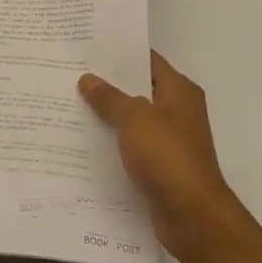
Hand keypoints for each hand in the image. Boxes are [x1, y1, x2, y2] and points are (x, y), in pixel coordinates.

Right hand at [79, 51, 246, 262]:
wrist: (192, 215)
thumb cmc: (167, 156)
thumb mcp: (135, 119)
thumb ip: (110, 98)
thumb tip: (87, 79)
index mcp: (179, 91)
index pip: (148, 60)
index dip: (120, 52)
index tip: (89, 47)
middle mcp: (177, 111)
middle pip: (138, 90)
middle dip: (107, 84)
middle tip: (71, 74)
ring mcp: (169, 140)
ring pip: (132, 120)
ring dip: (107, 116)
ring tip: (69, 104)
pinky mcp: (159, 166)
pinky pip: (131, 147)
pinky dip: (112, 144)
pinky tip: (83, 142)